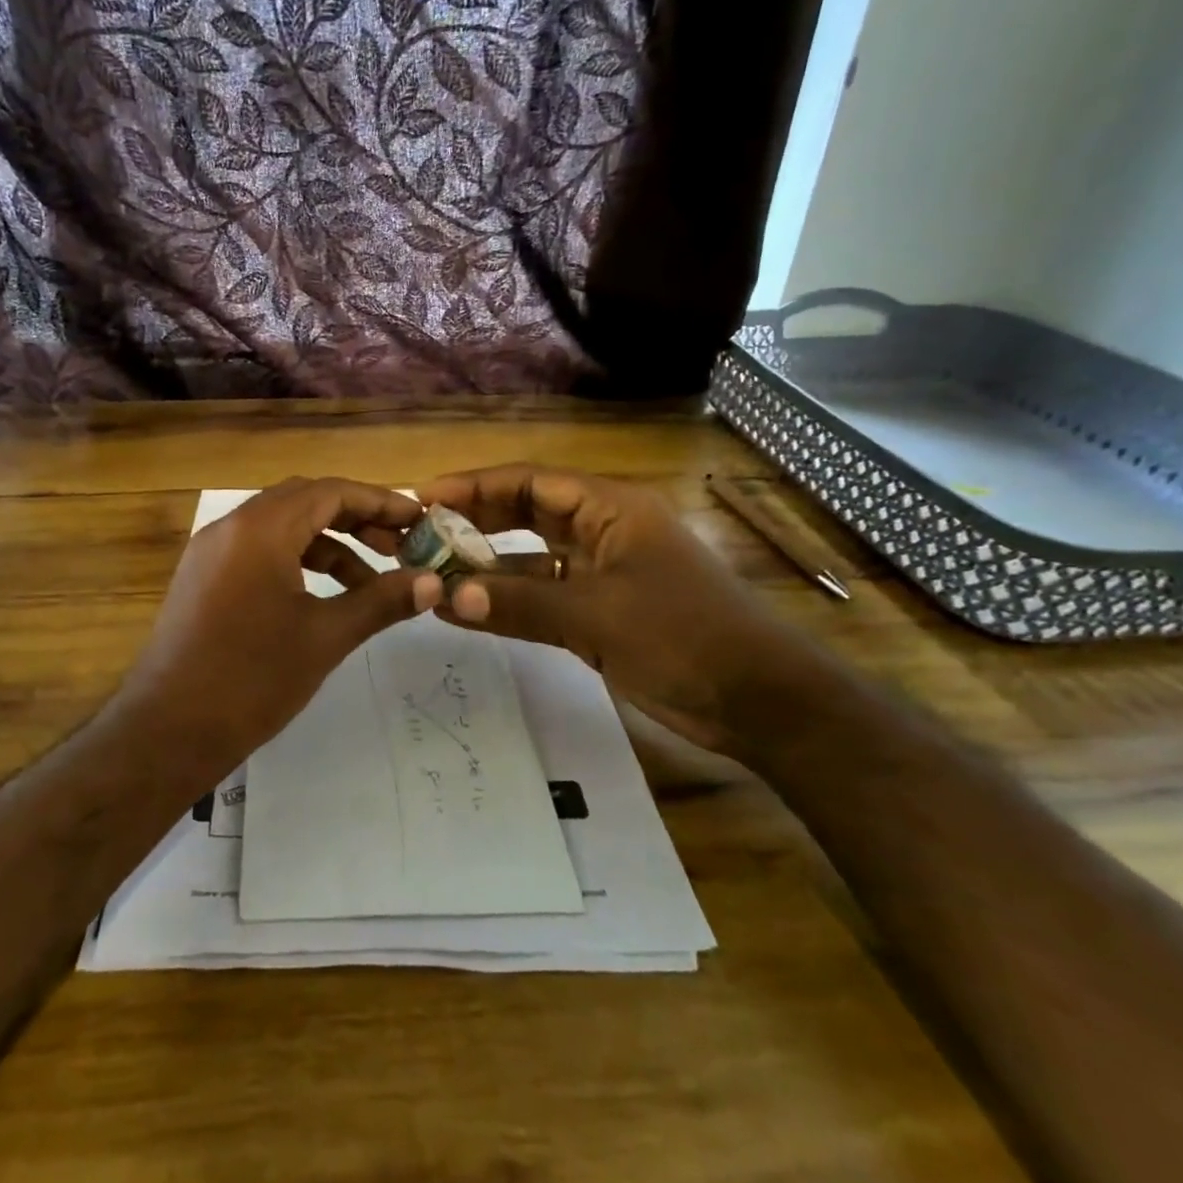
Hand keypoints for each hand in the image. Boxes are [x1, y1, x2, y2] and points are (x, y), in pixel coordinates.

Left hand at [116, 477, 442, 772]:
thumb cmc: (252, 679)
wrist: (167, 731)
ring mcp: (212, 552)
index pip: (330, 492)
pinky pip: (258, 550)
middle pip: (305, 501)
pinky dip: (297, 560)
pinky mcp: (203, 578)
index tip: (417, 519)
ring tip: (370, 580)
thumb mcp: (325, 637)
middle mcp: (231, 527)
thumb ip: (381, 601)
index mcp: (260, 529)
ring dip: (328, 543)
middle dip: (356, 518)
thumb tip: (433, 583)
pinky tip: (323, 594)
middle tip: (399, 546)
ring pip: (281, 526)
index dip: (379, 501)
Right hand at [417, 465, 813, 757]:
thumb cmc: (683, 636)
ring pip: (534, 558)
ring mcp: (604, 573)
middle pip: (528, 513)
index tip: (425, 498)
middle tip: (422, 534)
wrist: (760, 701)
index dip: (476, 486)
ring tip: (434, 574)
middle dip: (476, 522)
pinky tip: (471, 611)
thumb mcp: (595, 616)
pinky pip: (545, 596)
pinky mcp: (603, 613)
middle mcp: (604, 531)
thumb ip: (519, 603)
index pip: (532, 482)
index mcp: (611, 509)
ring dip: (489, 566)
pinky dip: (511, 601)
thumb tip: (447, 597)